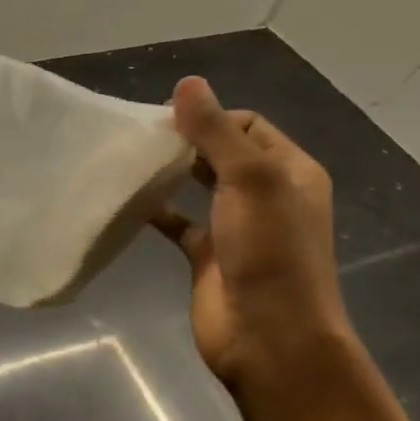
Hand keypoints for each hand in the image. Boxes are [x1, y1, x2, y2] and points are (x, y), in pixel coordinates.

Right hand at [151, 77, 351, 388]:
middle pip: (222, 152)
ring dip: (171, 173)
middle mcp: (266, 195)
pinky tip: (130, 201)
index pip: (247, 125)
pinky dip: (158, 210)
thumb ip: (216, 131)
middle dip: (186, 140)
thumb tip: (188, 83)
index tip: (164, 119)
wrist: (269, 337)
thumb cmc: (269, 251)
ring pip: (199, 186)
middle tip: (141, 136)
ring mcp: (236, 227)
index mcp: (289, 171)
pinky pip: (179, 222)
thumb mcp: (249, 180)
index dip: (208, 115)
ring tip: (130, 160)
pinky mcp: (208, 255)